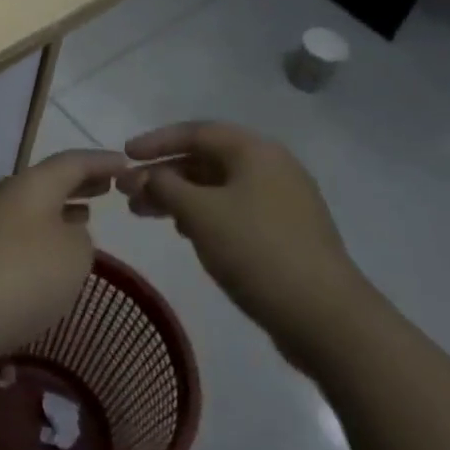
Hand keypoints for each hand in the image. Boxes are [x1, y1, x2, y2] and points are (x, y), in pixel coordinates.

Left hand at [0, 149, 127, 372]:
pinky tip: (53, 252)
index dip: (101, 161)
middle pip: (48, 180)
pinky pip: (20, 230)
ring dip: (61, 208)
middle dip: (79, 183)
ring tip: (87, 215)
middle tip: (107, 186)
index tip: (127, 164)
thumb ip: (81, 237)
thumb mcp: (74, 255)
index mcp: (32, 184)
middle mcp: (6, 194)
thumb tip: (66, 231)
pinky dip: (44, 232)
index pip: (72, 161)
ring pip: (33, 206)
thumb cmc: (22, 276)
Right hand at [119, 122, 370, 364]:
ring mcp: (282, 202)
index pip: (196, 132)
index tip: (124, 156)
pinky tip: (183, 232)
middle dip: (163, 174)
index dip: (156, 141)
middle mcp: (271, 168)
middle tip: (127, 192)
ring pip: (217, 188)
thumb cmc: (256, 251)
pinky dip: (202, 215)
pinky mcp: (284, 233)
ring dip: (178, 196)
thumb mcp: (200, 213)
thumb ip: (164, 186)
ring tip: (144, 214)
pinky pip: (232, 210)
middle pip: (206, 160)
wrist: (325, 317)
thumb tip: (144, 176)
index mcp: (255, 151)